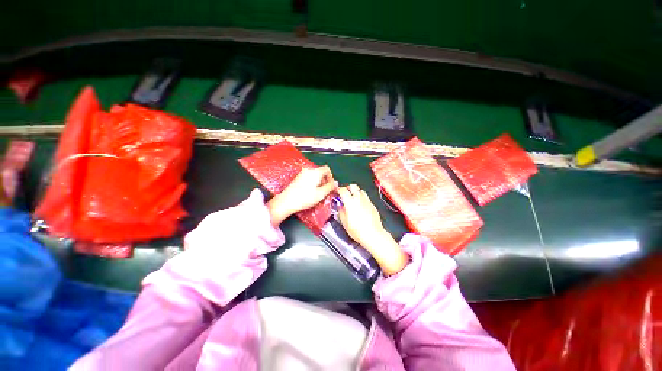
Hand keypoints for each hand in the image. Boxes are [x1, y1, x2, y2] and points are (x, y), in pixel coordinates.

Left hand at [267, 166, 337, 225]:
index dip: (331, 177)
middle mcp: (308, 170)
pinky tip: (310, 192)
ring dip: (319, 182)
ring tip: (317, 193)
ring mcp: (302, 173)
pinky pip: (309, 177)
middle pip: (321, 172)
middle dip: (325, 180)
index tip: (330, 186)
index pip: (327, 169)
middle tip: (325, 191)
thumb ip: (330, 187)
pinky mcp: (297, 178)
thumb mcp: (321, 194)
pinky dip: (312, 183)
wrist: (287, 201)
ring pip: (315, 175)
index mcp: (315, 172)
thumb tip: (336, 183)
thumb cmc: (305, 198)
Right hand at [337, 184, 408, 275]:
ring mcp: (367, 201)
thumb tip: (341, 206)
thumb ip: (341, 211)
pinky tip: (361, 206)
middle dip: (347, 188)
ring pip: (360, 191)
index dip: (338, 189)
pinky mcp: (372, 205)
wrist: (373, 234)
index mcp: (350, 201)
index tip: (336, 192)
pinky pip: (366, 198)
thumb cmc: (356, 230)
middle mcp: (359, 198)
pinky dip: (362, 199)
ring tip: (353, 200)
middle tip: (344, 194)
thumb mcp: (344, 222)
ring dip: (355, 193)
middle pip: (353, 186)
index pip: (342, 190)